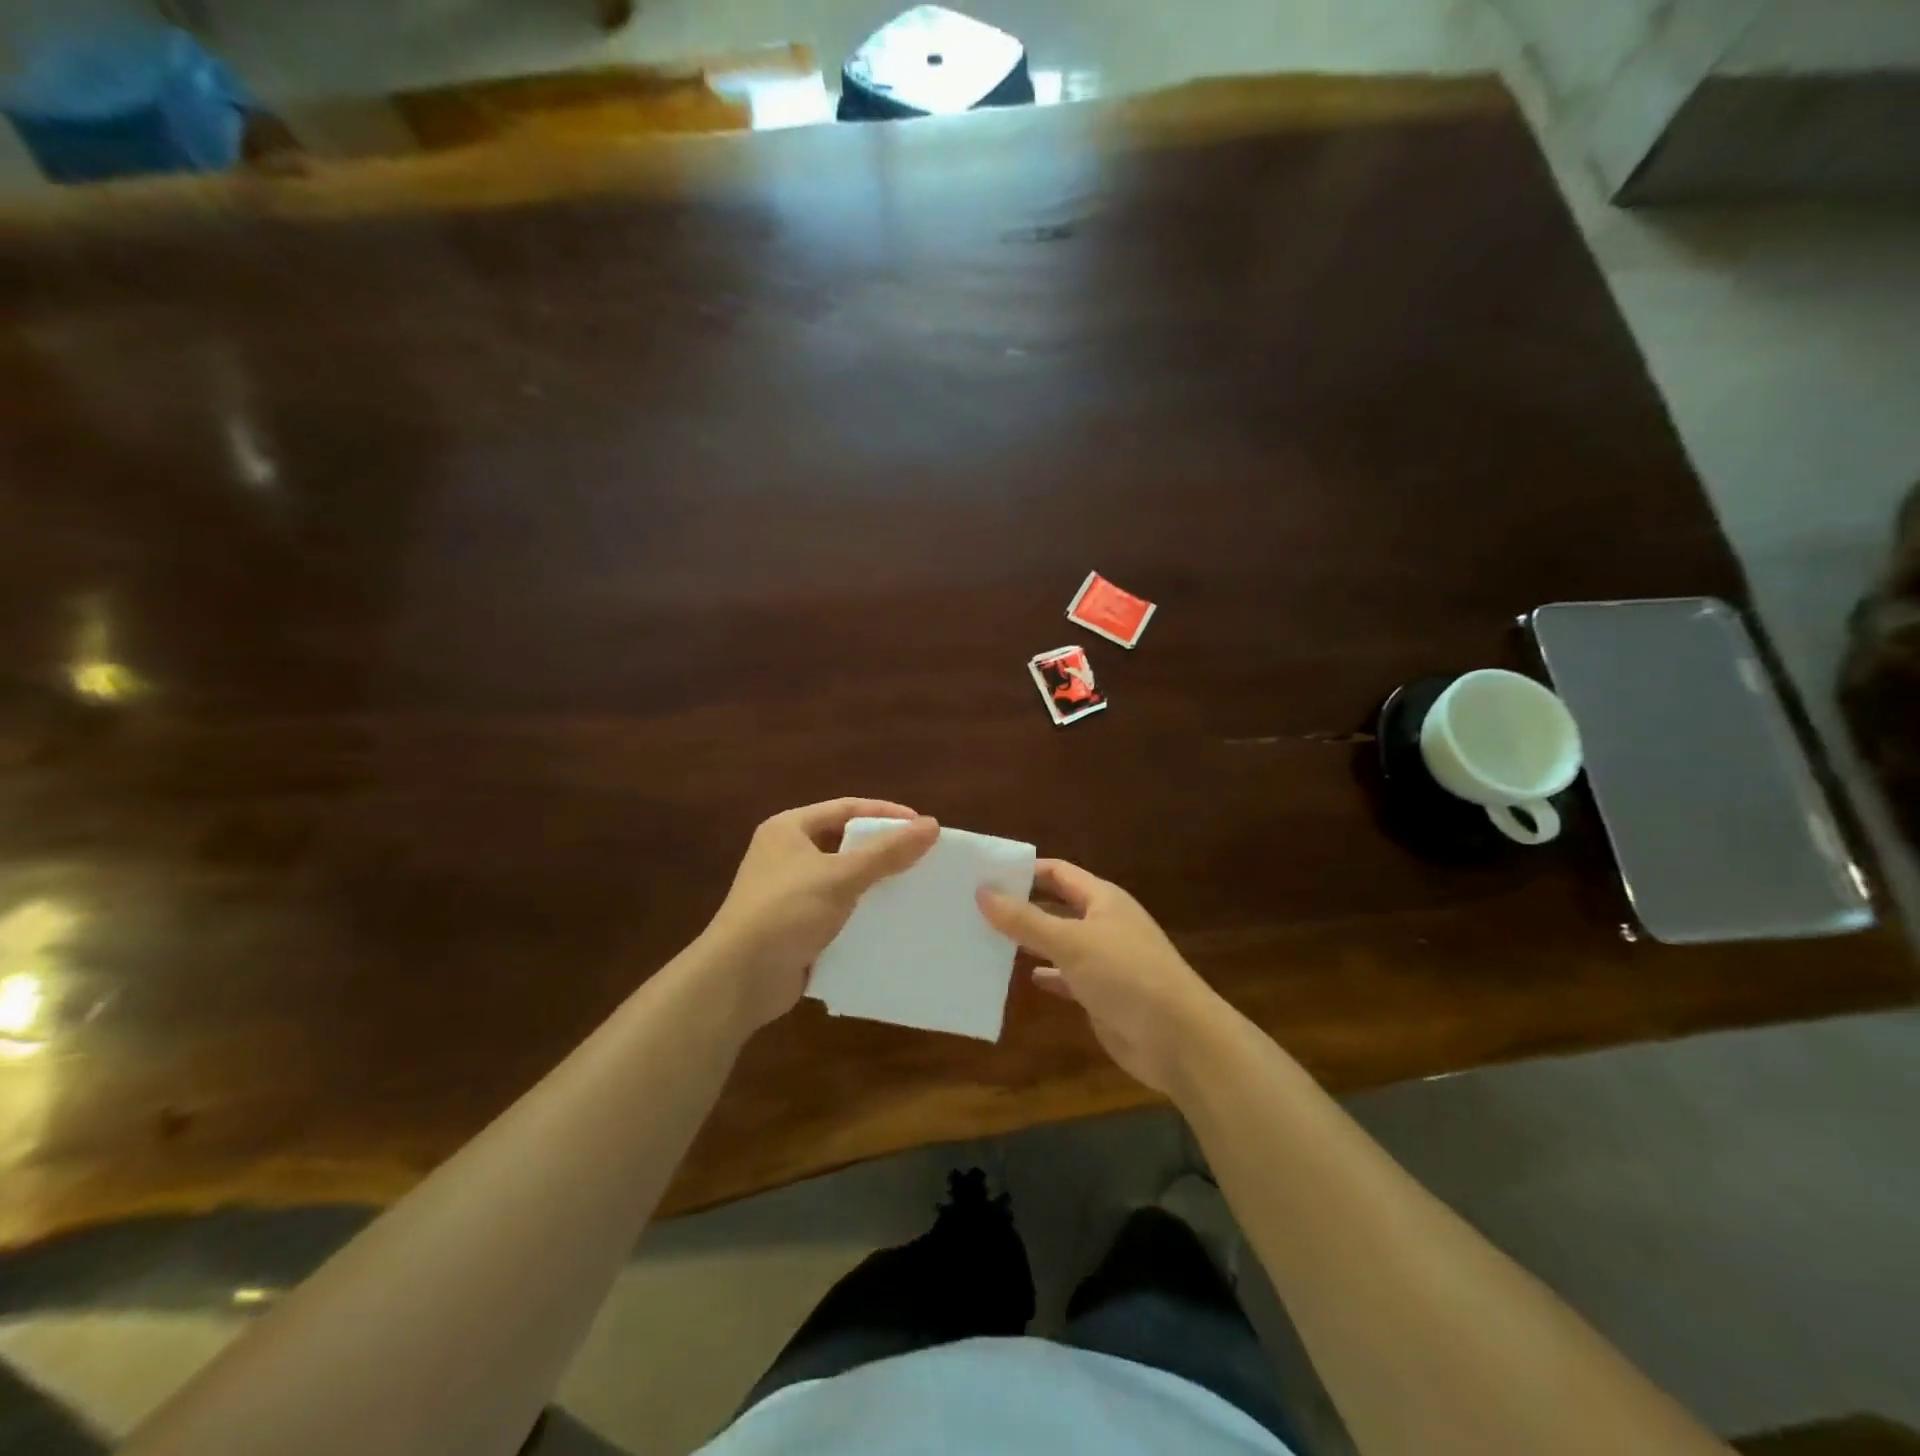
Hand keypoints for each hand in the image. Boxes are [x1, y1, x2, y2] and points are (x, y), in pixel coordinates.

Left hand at [702, 798, 937, 1032]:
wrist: (739, 979)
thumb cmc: (786, 911)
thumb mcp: (840, 875)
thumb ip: (887, 851)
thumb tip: (932, 824)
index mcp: (788, 829)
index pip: (845, 808)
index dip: (885, 814)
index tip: (922, 826)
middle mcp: (786, 855)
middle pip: (844, 842)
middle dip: (882, 849)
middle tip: (923, 857)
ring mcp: (789, 892)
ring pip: (843, 878)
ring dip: (875, 883)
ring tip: (914, 888)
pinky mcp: (796, 926)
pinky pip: (838, 910)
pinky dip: (862, 912)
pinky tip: (891, 921)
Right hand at [978, 860, 1224, 1095]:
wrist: (1178, 1039)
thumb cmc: (1126, 975)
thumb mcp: (1071, 942)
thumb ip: (1026, 919)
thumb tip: (982, 891)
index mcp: (1102, 899)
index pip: (1057, 872)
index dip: (1025, 870)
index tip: (985, 873)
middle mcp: (1103, 924)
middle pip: (1056, 906)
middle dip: (1021, 906)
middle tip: (974, 907)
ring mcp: (1104, 960)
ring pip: (1058, 943)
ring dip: (1029, 942)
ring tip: (985, 939)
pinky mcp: (1101, 994)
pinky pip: (1066, 978)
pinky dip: (1046, 976)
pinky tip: (1021, 978)